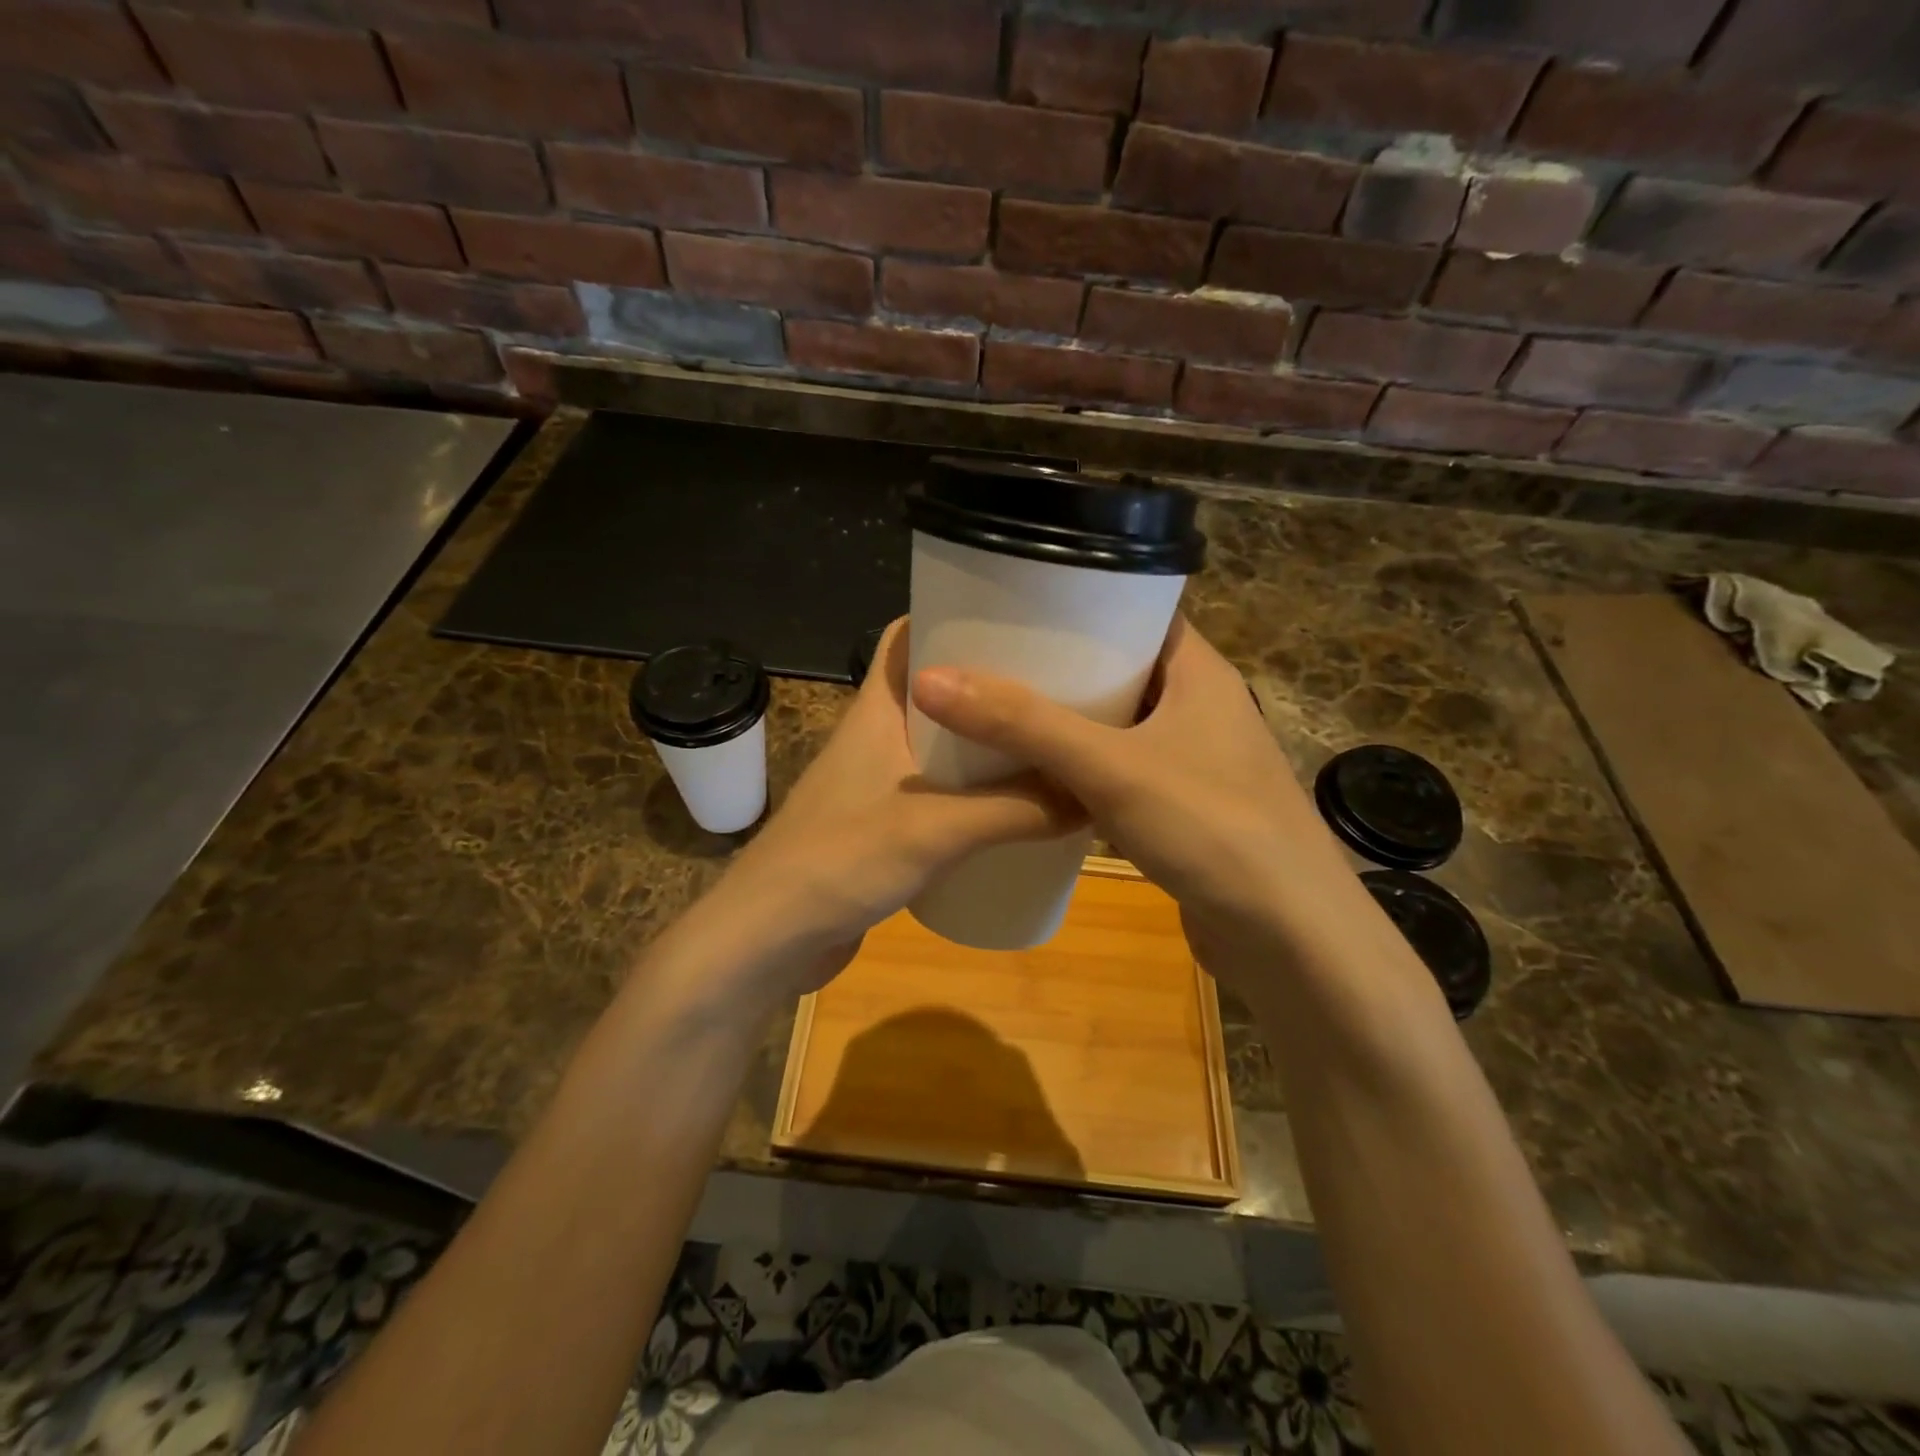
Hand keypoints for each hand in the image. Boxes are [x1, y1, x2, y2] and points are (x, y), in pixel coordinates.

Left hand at [688, 619, 1081, 1004]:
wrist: (768, 938)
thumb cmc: (842, 859)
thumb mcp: (937, 829)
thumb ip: (1017, 810)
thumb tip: (1093, 793)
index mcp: (877, 710)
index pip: (907, 635)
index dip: (952, 614)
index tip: (1016, 616)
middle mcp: (876, 736)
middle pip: (936, 690)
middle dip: (989, 683)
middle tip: (1054, 684)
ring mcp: (876, 783)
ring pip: (940, 745)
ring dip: (984, 741)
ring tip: (1047, 741)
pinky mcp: (882, 826)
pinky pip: (938, 792)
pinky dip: (973, 791)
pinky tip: (1014, 807)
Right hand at [911, 617, 1378, 1001]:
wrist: (1289, 938)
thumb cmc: (1211, 828)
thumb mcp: (1109, 766)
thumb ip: (1023, 723)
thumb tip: (931, 679)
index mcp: (1198, 672)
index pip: (1138, 610)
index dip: (1081, 599)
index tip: (1016, 602)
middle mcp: (1201, 706)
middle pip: (1121, 667)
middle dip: (1061, 664)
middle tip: (991, 657)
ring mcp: (1196, 760)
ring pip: (1119, 724)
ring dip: (1069, 720)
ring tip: (1000, 709)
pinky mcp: (1185, 808)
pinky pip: (1122, 770)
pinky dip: (1082, 767)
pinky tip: (1037, 775)